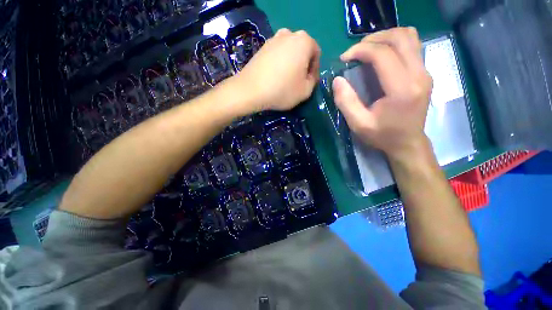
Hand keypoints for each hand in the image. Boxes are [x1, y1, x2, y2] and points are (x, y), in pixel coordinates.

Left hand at [234, 28, 320, 112]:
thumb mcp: (305, 91)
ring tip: (285, 80)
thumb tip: (310, 75)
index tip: (308, 83)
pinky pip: (276, 54)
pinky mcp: (262, 47)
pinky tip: (274, 77)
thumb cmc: (282, 90)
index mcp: (304, 41)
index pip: (316, 53)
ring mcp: (273, 39)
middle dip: (303, 65)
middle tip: (298, 82)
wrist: (251, 90)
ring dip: (291, 64)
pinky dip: (279, 64)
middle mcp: (289, 34)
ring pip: (289, 52)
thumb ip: (313, 80)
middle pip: (302, 51)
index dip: (314, 70)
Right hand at [332, 27, 432, 161]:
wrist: (408, 143)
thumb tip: (337, 80)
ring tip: (368, 49)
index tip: (345, 58)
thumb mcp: (358, 124)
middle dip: (373, 39)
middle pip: (400, 38)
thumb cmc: (383, 135)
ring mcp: (425, 72)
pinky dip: (395, 43)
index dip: (361, 50)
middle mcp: (419, 75)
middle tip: (356, 51)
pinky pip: (413, 46)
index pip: (383, 54)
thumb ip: (346, 102)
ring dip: (386, 37)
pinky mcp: (425, 73)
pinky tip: (382, 55)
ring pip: (410, 37)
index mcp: (402, 89)